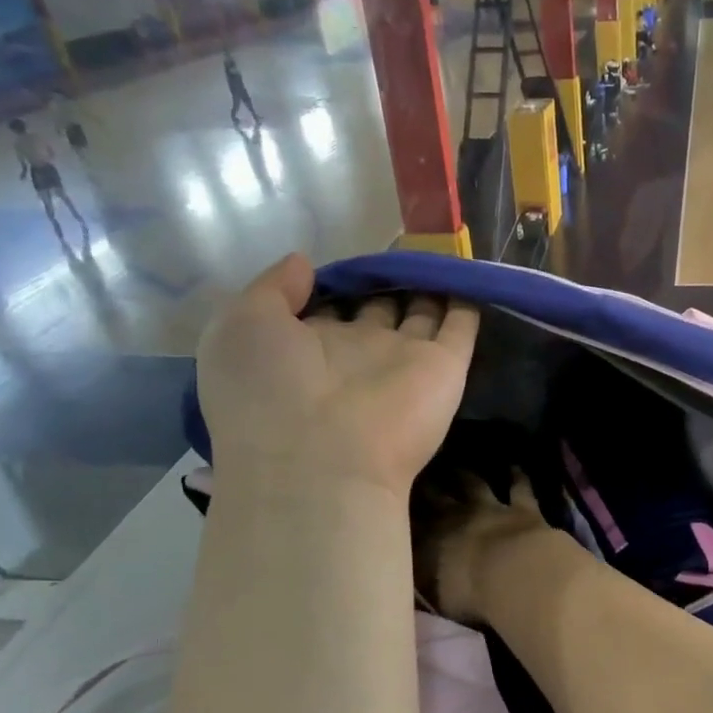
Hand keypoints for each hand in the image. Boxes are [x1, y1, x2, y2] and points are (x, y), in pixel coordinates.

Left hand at [196, 253, 478, 501]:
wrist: (319, 461)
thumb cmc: (267, 391)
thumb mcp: (242, 325)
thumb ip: (273, 289)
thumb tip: (304, 263)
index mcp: (307, 349)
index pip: (327, 309)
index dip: (337, 284)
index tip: (350, 261)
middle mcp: (357, 354)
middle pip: (378, 311)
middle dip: (388, 284)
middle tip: (402, 251)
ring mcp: (403, 362)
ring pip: (422, 316)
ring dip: (430, 288)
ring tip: (441, 255)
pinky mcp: (444, 369)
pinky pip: (460, 329)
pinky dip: (468, 302)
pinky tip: (470, 274)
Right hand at [414, 472, 549, 623]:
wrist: (515, 578)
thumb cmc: (470, 596)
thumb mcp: (435, 596)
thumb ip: (422, 581)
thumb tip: (410, 574)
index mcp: (430, 540)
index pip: (410, 520)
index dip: (401, 510)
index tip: (393, 501)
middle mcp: (456, 517)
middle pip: (436, 495)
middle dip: (427, 485)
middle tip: (420, 474)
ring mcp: (491, 508)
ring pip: (474, 484)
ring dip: (466, 475)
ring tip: (458, 467)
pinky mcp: (523, 509)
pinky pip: (520, 487)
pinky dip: (517, 476)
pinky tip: (515, 467)